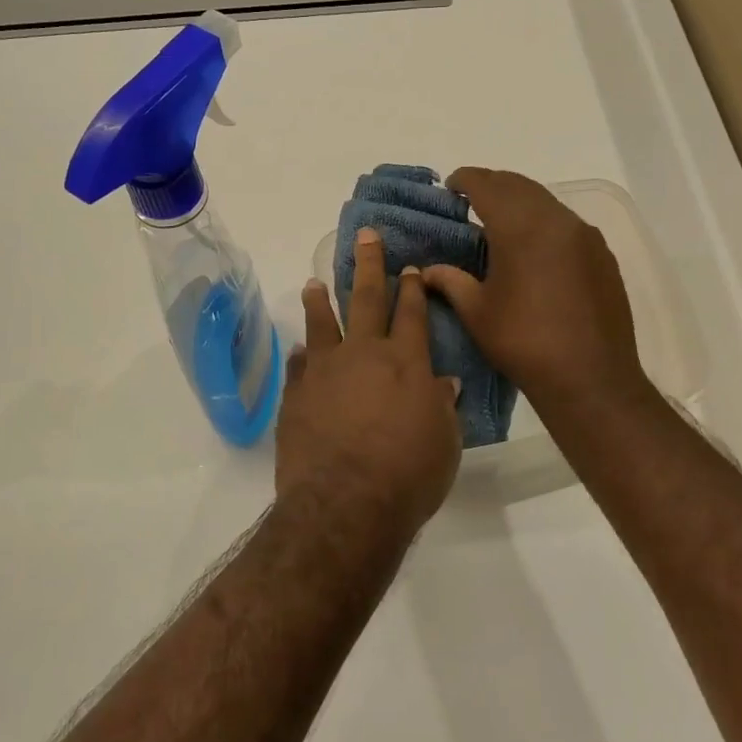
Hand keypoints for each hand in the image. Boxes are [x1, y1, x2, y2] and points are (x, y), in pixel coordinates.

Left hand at [274, 228, 462, 545]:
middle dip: (368, 265)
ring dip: (320, 300)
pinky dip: (302, 354)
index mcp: (406, 361)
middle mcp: (364, 354)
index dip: (412, 288)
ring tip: (313, 283)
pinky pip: (299, 364)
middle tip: (365, 237)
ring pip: (322, 323)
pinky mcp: (297, 394)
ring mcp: (325, 371)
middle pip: (366, 298)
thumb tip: (443, 382)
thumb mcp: (444, 442)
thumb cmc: (408, 475)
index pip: (411, 313)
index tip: (410, 268)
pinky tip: (300, 349)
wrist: (345, 505)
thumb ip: (441, 405)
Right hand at [422, 168, 648, 418]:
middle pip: (519, 185)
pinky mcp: (602, 254)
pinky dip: (544, 221)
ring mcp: (584, 235)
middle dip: (492, 185)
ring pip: (546, 201)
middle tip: (470, 199)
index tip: (450, 185)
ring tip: (499, 220)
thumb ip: (451, 281)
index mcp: (520, 228)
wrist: (591, 378)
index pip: (487, 186)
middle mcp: (556, 220)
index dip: (465, 180)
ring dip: (520, 201)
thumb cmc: (524, 344)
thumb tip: (427, 270)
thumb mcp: (477, 313)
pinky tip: (534, 246)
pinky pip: (567, 223)